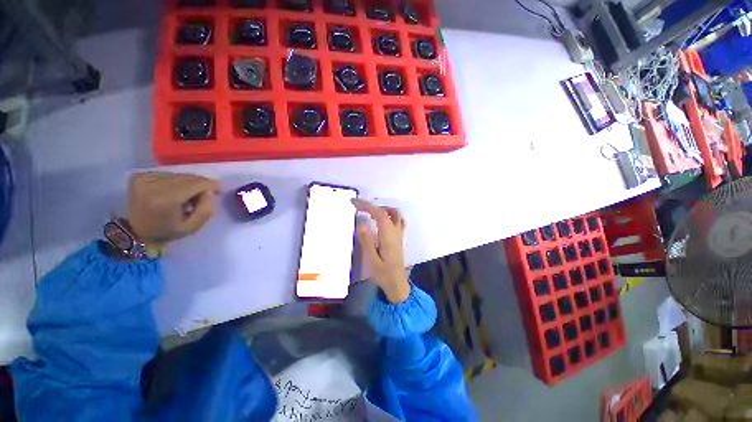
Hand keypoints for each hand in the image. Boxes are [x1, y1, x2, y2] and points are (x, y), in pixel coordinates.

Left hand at [127, 172, 219, 245]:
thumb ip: (206, 209)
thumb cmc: (166, 231)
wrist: (135, 231)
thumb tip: (210, 191)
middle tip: (203, 196)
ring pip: (179, 175)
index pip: (195, 184)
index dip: (210, 185)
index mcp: (165, 200)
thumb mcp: (192, 227)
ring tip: (187, 196)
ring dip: (188, 184)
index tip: (219, 189)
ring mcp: (144, 179)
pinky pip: (168, 174)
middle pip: (187, 178)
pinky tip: (174, 192)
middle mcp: (152, 185)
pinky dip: (175, 182)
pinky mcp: (140, 176)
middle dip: (199, 185)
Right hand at [353, 199, 409, 303]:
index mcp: (388, 235)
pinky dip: (389, 215)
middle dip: (372, 206)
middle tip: (358, 208)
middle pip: (387, 211)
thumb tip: (361, 222)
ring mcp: (399, 234)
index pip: (379, 213)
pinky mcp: (399, 238)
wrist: (397, 284)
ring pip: (395, 214)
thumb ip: (366, 241)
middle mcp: (396, 231)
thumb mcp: (371, 260)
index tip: (354, 202)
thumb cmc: (383, 274)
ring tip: (369, 212)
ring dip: (382, 209)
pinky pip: (397, 220)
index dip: (366, 205)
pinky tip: (381, 221)